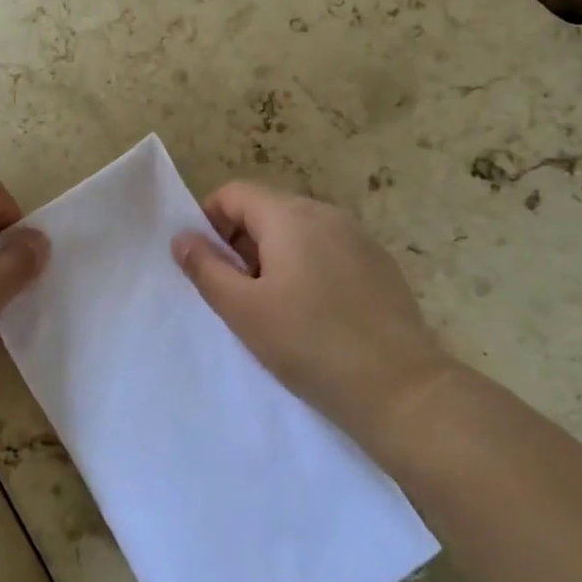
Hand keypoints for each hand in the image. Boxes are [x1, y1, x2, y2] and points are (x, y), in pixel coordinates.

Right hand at [171, 182, 459, 460]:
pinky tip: (313, 313)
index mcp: (290, 215)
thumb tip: (181, 237)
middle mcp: (326, 213)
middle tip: (235, 293)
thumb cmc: (308, 344)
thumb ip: (205, 267)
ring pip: (297, 231)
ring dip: (272, 256)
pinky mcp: (379, 263)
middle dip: (240, 242)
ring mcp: (358, 237)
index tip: (205, 264)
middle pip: (266, 209)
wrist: (399, 388)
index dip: (209, 221)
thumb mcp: (242, 309)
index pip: (234, 193)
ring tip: (272, 307)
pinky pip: (327, 250)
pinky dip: (306, 267)